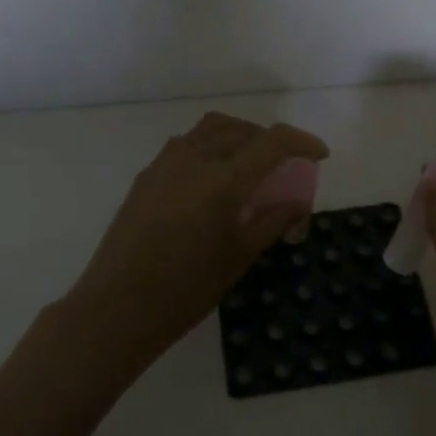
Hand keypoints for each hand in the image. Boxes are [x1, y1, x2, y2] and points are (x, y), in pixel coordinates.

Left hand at [64, 113, 328, 375]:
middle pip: (242, 129)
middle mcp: (194, 158)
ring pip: (211, 129)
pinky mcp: (147, 174)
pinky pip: (187, 144)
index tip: (319, 155)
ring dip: (238, 137)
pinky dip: (211, 147)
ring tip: (250, 166)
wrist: (116, 306)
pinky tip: (213, 180)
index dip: (301, 142)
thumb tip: (297, 203)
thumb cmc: (185, 289)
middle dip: (269, 141)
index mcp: (223, 180)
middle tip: (284, 166)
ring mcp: (166, 163)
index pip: (272, 141)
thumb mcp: (238, 257)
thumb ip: (271, 222)